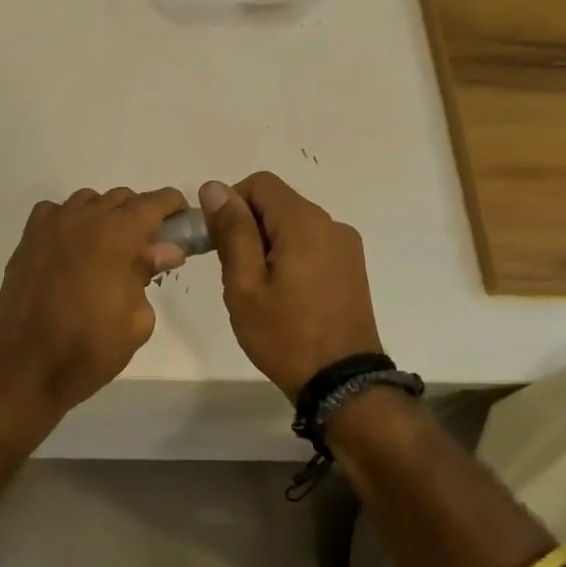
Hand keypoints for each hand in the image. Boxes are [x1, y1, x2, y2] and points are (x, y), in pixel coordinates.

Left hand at [0, 186, 188, 419]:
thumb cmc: (88, 349)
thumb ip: (149, 273)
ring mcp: (49, 228)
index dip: (172, 205)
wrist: (24, 369)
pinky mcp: (26, 242)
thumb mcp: (136, 320)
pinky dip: (70, 219)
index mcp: (115, 236)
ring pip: (87, 201)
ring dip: (106, 215)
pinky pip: (54, 212)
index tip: (182, 219)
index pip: (152, 203)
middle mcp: (81, 220)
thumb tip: (165, 249)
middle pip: (120, 198)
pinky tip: (73, 246)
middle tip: (149, 245)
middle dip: (141, 214)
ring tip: (111, 247)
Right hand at [201, 172, 383, 400]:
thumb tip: (214, 187)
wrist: (341, 383)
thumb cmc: (284, 334)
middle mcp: (331, 224)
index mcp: (304, 222)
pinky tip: (283, 295)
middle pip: (277, 203)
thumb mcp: (245, 283)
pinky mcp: (351, 269)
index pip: (259, 183)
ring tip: (258, 289)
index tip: (216, 240)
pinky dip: (289, 257)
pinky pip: (311, 246)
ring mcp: (346, 247)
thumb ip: (231, 231)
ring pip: (293, 226)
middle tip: (233, 272)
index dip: (230, 203)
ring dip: (267, 244)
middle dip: (247, 227)